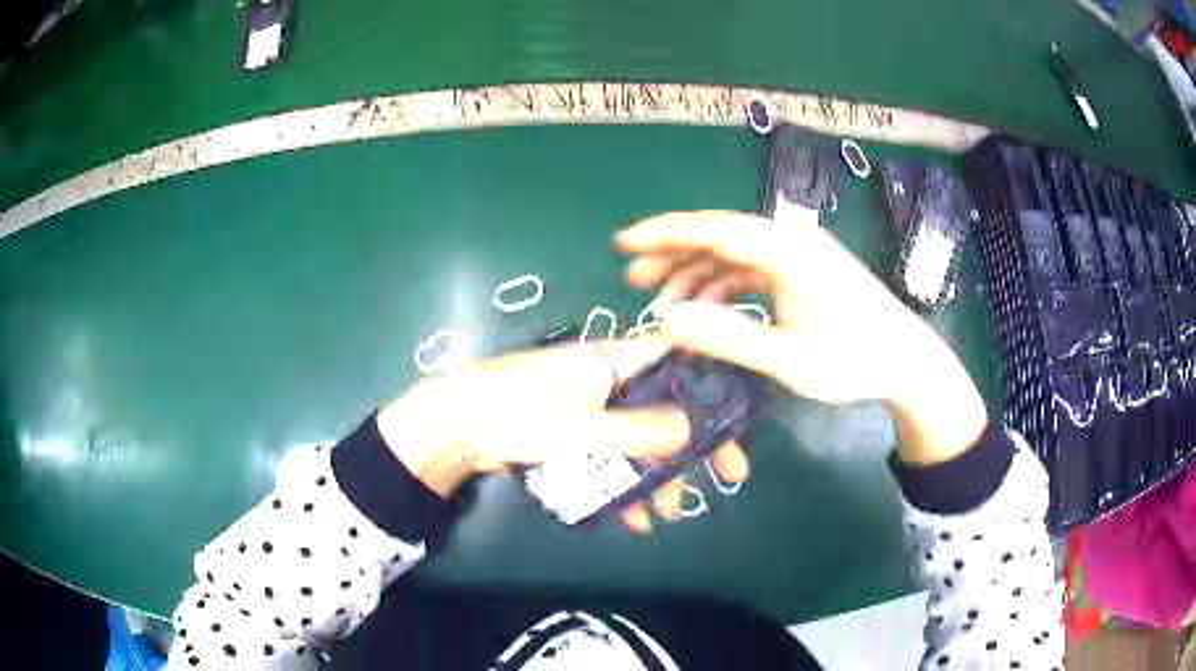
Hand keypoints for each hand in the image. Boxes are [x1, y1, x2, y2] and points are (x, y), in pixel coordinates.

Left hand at [376, 335, 749, 532]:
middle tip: (724, 478)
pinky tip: (632, 514)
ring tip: (666, 511)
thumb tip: (694, 427)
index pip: (678, 362)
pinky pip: (612, 454)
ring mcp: (592, 407)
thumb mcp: (583, 427)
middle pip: (666, 407)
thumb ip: (639, 431)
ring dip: (657, 473)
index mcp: (613, 361)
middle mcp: (609, 379)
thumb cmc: (518, 413)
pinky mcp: (575, 431)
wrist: (456, 426)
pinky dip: (624, 480)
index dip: (712, 387)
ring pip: (641, 437)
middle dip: (693, 445)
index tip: (736, 421)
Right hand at [616, 211, 987, 464]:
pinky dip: (724, 281)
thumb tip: (667, 319)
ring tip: (664, 298)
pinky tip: (708, 303)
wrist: (905, 358)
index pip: (714, 231)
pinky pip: (753, 265)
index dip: (664, 233)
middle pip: (720, 234)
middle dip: (673, 252)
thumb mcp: (788, 360)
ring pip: (735, 250)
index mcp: (786, 253)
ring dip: (697, 270)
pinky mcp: (805, 267)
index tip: (624, 241)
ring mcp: (800, 251)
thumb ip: (727, 337)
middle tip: (634, 278)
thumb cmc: (852, 361)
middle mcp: (791, 240)